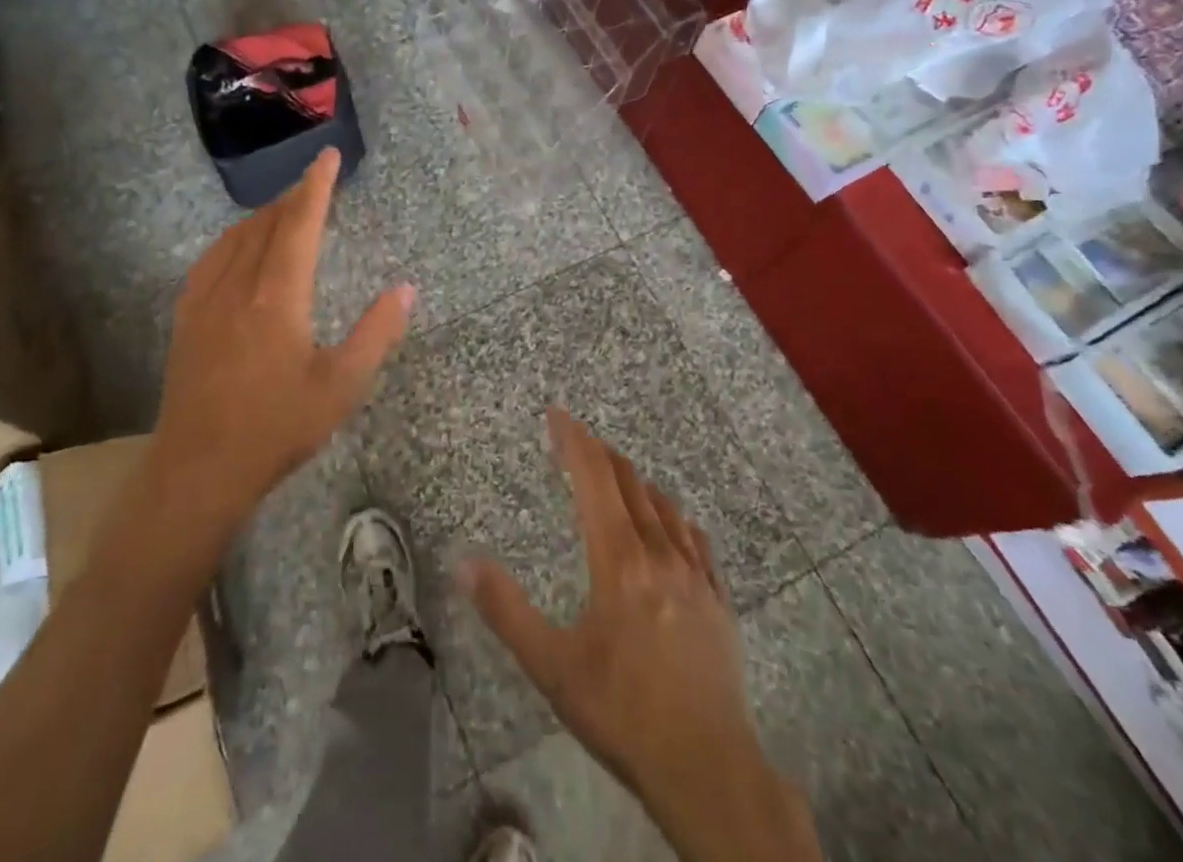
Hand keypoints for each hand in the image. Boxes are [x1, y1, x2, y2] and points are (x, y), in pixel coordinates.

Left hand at [151, 148, 413, 532]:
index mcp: (279, 295)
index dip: (316, 186)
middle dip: (293, 197)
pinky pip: (210, 260)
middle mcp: (239, 285)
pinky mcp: (187, 319)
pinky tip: (237, 248)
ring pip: (235, 238)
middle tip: (315, 183)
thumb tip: (406, 289)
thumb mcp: (342, 385)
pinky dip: (232, 240)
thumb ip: (376, 333)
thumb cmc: (277, 427)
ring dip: (263, 216)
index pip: (300, 224)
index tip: (328, 156)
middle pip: (266, 224)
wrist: (199, 469)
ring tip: (284, 210)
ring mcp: (206, 300)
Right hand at [462, 409, 816, 861]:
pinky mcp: (719, 601)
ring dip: (637, 482)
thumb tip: (462, 560)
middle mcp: (659, 553)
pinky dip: (677, 519)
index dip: (574, 441)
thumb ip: (505, 609)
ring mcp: (696, 576)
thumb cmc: (622, 712)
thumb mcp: (552, 666)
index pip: (594, 479)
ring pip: (665, 507)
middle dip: (602, 454)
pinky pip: (697, 541)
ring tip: (620, 474)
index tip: (558, 414)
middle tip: (580, 439)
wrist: (708, 769)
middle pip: (629, 483)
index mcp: (618, 559)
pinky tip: (676, 524)